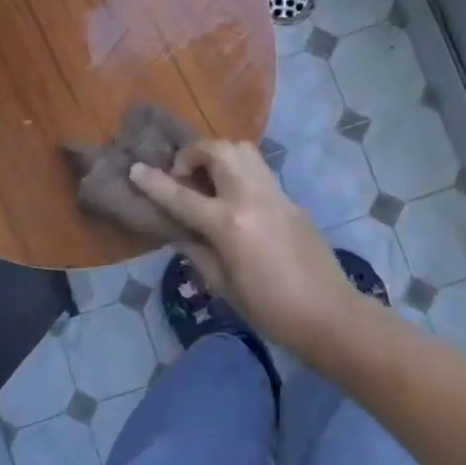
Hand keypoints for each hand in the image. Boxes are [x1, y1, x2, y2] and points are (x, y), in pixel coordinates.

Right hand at [130, 141, 365, 363]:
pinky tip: (235, 199)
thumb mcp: (223, 286)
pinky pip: (260, 171)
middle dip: (193, 153)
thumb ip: (196, 251)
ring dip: (219, 154)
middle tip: (183, 175)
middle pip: (219, 151)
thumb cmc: (270, 310)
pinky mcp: (291, 200)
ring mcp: (276, 195)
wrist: (330, 314)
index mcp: (230, 224)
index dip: (154, 182)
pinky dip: (239, 172)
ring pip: (244, 150)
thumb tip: (178, 231)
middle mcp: (252, 198)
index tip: (135, 169)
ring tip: (208, 179)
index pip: (182, 196)